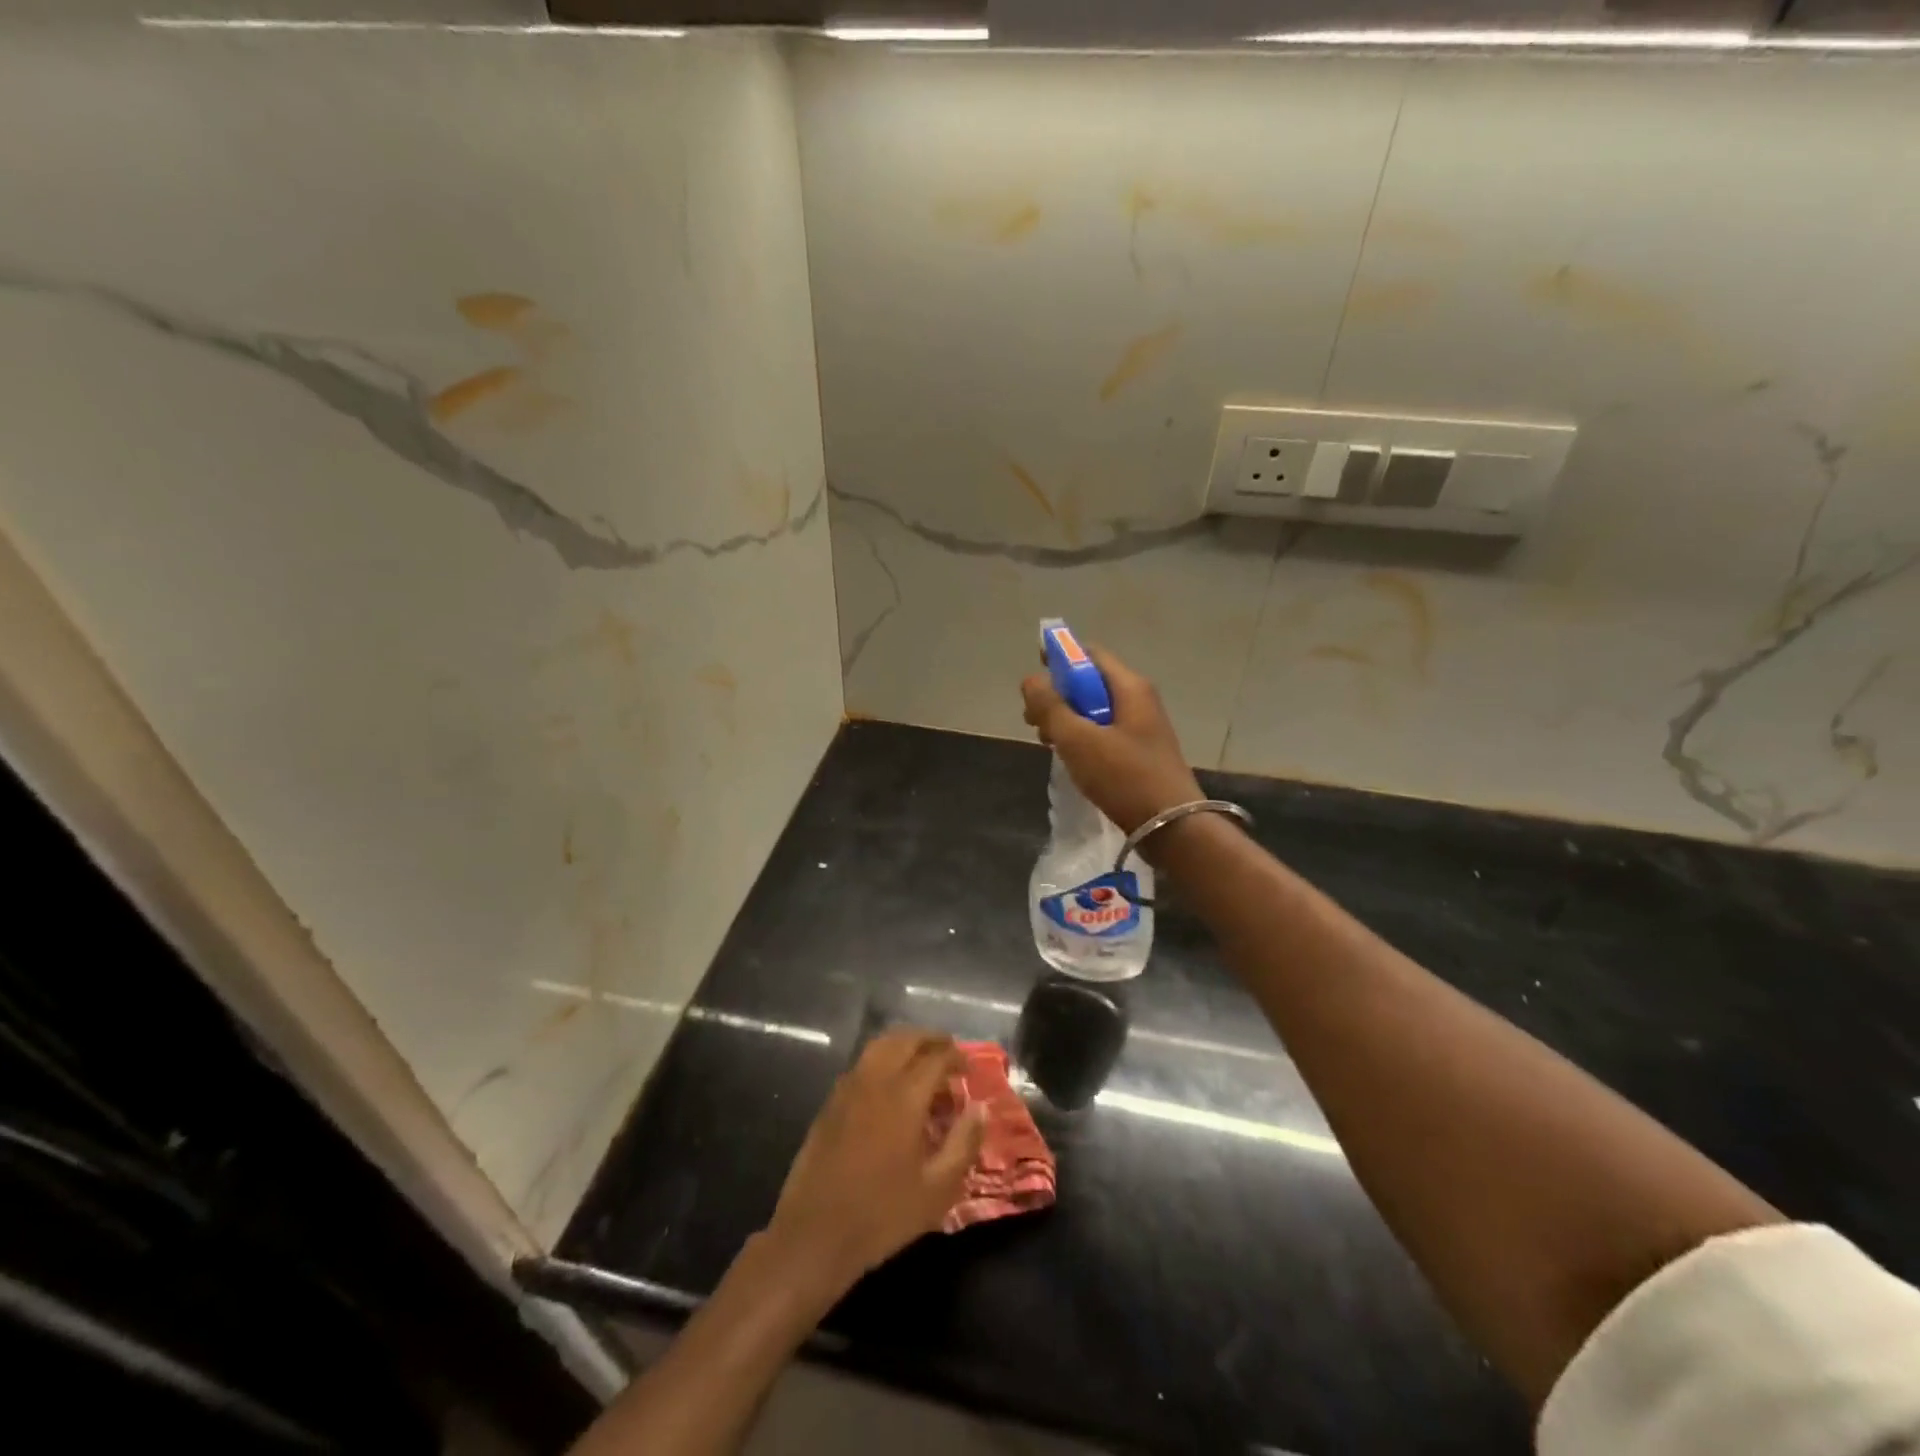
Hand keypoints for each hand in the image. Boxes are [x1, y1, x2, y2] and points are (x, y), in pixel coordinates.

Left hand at [763, 1030, 985, 1292]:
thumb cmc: (882, 1215)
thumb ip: (963, 1143)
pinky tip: (891, 1085)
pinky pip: (862, 1064)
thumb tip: (980, 1107)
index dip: (957, 1057)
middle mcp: (875, 1081)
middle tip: (949, 1051)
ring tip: (922, 1061)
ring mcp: (848, 1088)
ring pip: (879, 1045)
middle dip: (930, 1039)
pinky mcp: (830, 1102)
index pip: (936, 1058)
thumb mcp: (937, 1189)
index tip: (970, 1068)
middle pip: (905, 1039)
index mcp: (904, 1097)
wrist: (814, 1234)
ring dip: (904, 1043)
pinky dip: (883, 1059)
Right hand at [1021, 645, 1202, 835]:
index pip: (1090, 654)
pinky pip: (1104, 733)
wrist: (1172, 827)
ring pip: (1096, 710)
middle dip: (1058, 695)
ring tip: (1046, 742)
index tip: (1034, 673)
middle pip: (1091, 683)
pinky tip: (1069, 758)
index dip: (1060, 657)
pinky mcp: (1140, 752)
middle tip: (1033, 720)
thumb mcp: (1078, 740)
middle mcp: (1139, 700)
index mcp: (1129, 687)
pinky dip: (1082, 738)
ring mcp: (1142, 727)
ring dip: (1067, 719)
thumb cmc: (1124, 777)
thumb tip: (1031, 680)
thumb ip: (1051, 707)